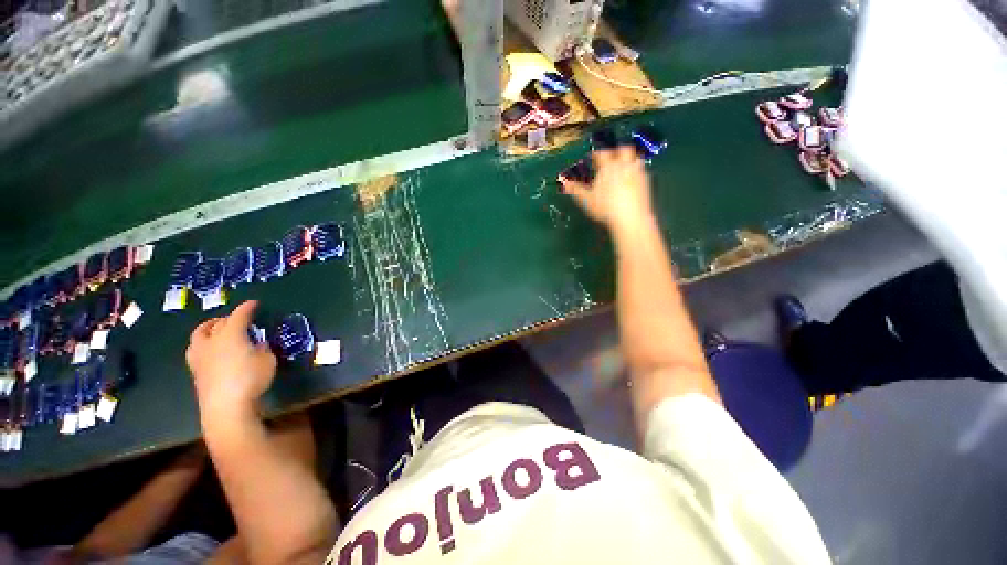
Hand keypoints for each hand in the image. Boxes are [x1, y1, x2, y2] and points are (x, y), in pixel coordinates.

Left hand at [186, 301, 275, 422]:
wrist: (226, 406)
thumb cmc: (251, 378)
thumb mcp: (267, 360)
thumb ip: (262, 349)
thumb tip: (256, 345)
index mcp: (230, 335)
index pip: (239, 315)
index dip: (247, 308)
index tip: (253, 303)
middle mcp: (212, 341)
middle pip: (216, 324)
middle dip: (227, 318)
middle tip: (237, 319)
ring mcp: (200, 357)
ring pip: (199, 336)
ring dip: (208, 330)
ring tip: (216, 331)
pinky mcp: (196, 371)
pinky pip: (197, 350)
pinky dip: (205, 345)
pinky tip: (213, 351)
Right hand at [559, 147, 653, 231]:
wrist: (630, 217)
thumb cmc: (605, 207)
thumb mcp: (586, 199)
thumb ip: (575, 189)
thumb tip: (563, 181)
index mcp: (608, 167)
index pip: (602, 153)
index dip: (597, 154)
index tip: (593, 157)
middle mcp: (624, 165)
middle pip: (624, 150)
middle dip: (617, 151)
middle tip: (612, 157)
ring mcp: (637, 172)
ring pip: (636, 158)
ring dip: (630, 159)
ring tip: (624, 166)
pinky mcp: (647, 182)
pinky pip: (642, 171)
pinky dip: (636, 171)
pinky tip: (631, 180)